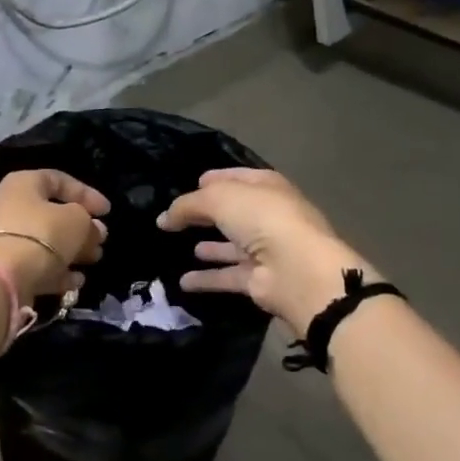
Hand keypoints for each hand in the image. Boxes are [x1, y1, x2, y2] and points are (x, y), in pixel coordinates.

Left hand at [0, 170, 109, 300]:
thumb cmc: (40, 236)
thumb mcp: (76, 221)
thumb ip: (88, 222)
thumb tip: (93, 230)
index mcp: (21, 184)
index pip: (58, 180)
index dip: (86, 194)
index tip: (107, 212)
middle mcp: (4, 205)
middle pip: (49, 214)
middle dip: (79, 228)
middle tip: (100, 241)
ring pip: (41, 241)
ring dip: (70, 251)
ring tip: (93, 261)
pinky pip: (30, 264)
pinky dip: (53, 271)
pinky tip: (74, 283)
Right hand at [158, 168, 377, 335]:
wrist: (296, 269)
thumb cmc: (262, 219)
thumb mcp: (218, 199)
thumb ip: (187, 205)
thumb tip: (163, 218)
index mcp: (266, 187)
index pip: (236, 178)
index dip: (214, 179)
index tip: (190, 184)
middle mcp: (268, 216)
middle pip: (232, 212)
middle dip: (206, 214)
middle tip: (176, 218)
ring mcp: (266, 250)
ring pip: (231, 246)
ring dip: (210, 247)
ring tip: (178, 247)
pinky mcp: (259, 279)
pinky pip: (227, 276)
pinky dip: (207, 279)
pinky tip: (182, 282)